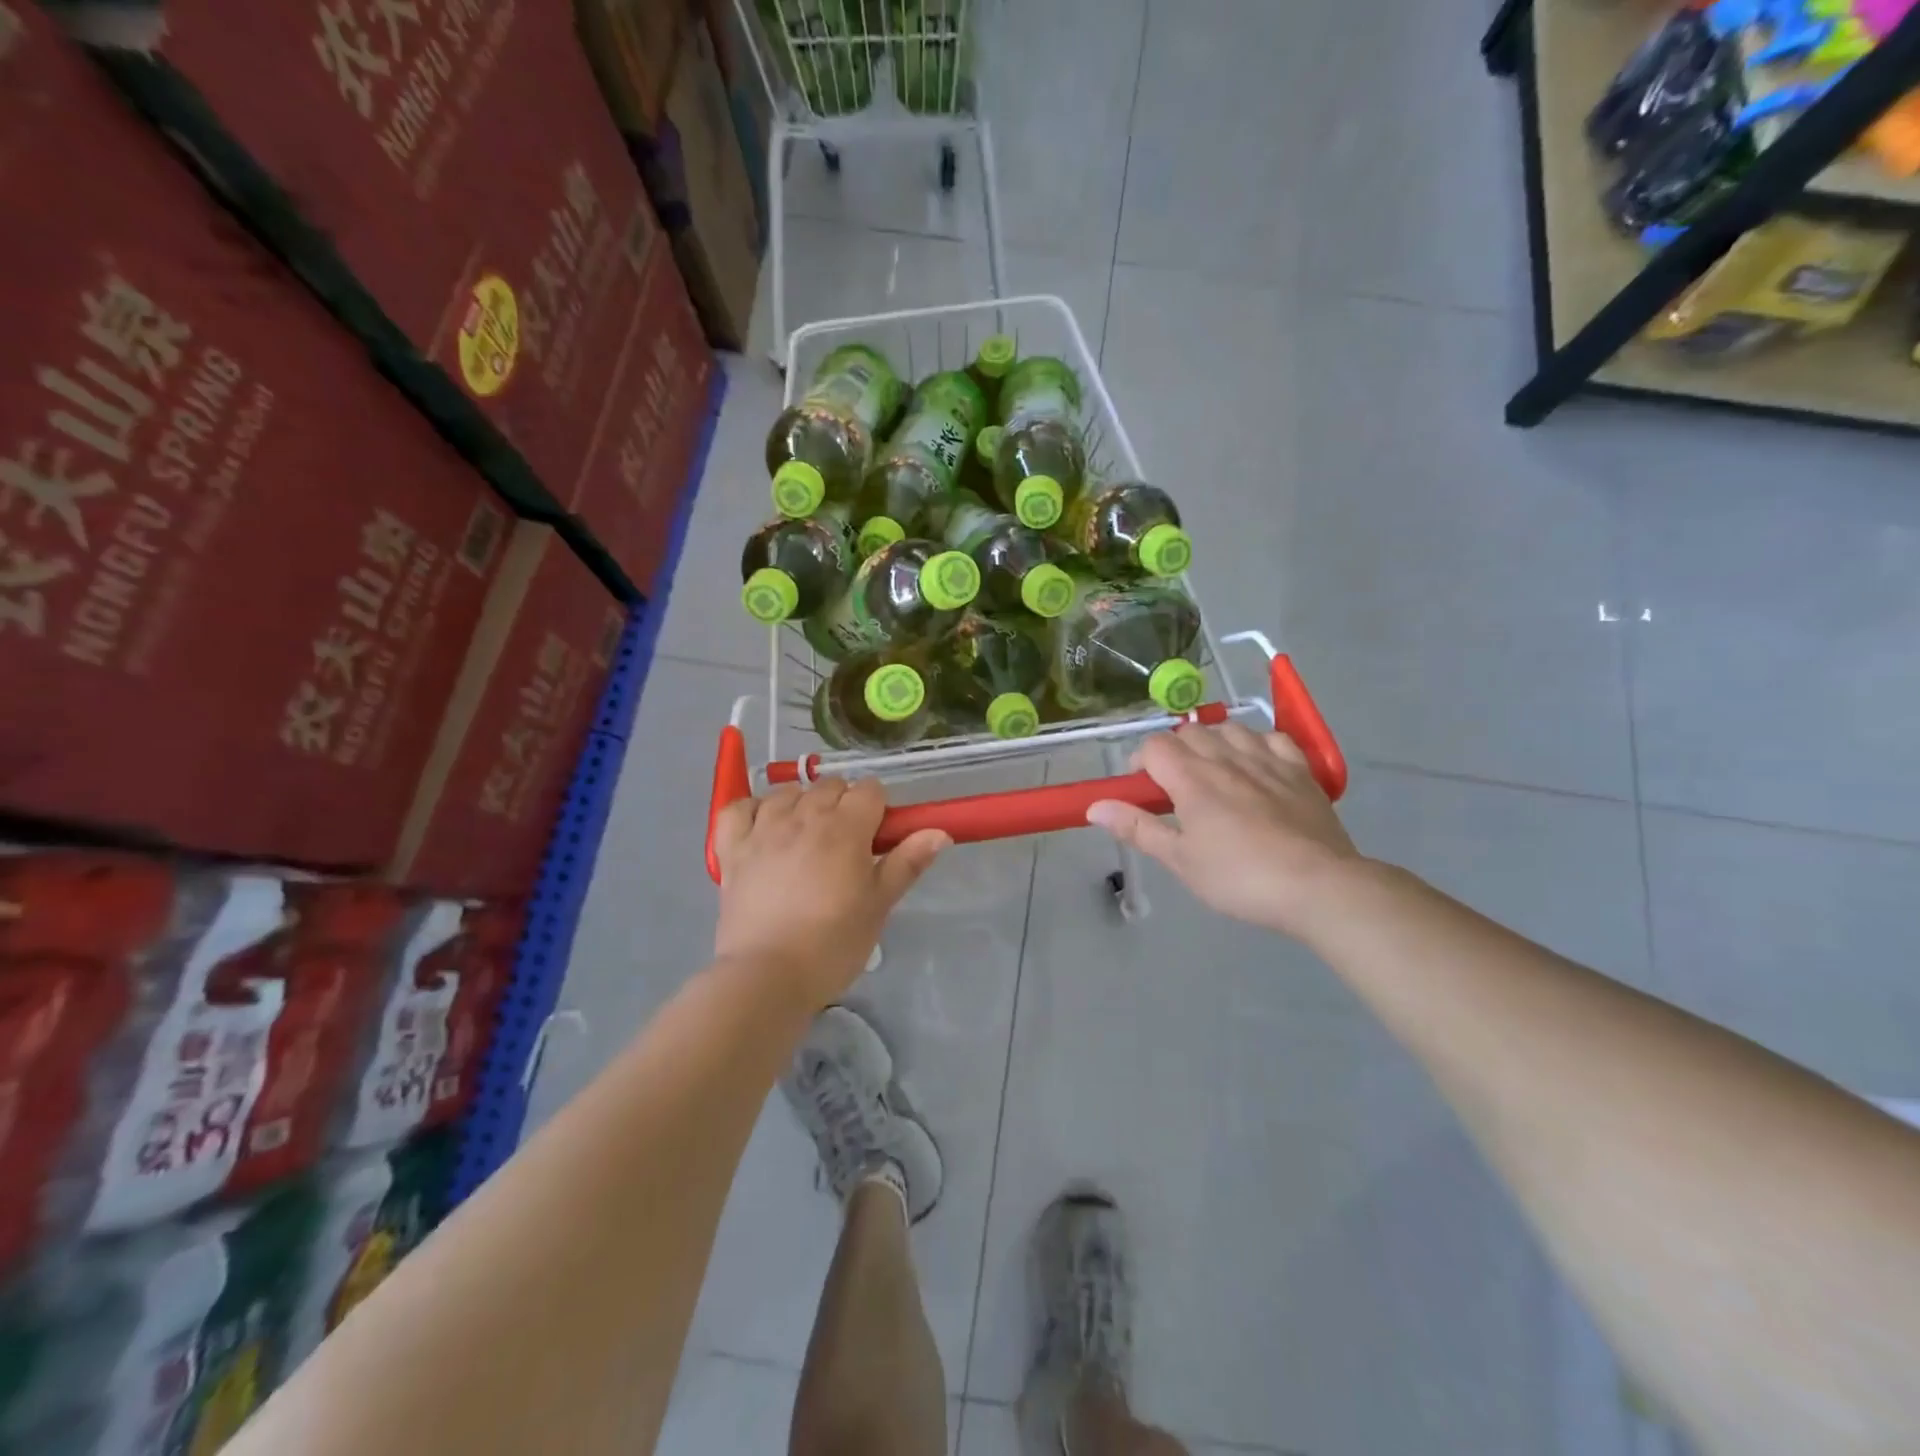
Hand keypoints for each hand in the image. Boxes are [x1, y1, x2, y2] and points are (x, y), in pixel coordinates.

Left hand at [712, 777, 949, 1008]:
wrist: (767, 975)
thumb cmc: (833, 944)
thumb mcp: (878, 906)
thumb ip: (907, 863)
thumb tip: (939, 832)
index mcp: (845, 828)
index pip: (869, 790)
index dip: (878, 808)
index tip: (878, 836)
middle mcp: (803, 816)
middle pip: (829, 786)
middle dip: (843, 803)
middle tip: (847, 843)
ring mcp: (762, 829)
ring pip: (786, 792)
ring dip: (801, 803)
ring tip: (806, 836)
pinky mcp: (732, 848)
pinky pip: (738, 808)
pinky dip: (752, 809)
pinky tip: (763, 826)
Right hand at [1087, 723, 1360, 938]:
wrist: (1318, 886)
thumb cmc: (1239, 878)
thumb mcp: (1180, 860)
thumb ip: (1138, 828)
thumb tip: (1095, 806)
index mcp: (1192, 779)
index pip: (1155, 747)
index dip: (1140, 762)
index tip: (1142, 789)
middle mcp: (1227, 758)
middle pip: (1190, 732)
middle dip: (1174, 751)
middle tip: (1174, 787)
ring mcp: (1267, 760)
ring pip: (1231, 729)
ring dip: (1213, 742)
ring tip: (1213, 771)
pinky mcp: (1301, 770)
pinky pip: (1273, 739)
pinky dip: (1257, 744)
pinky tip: (1256, 764)